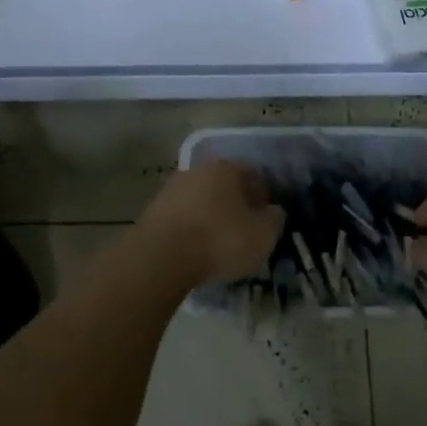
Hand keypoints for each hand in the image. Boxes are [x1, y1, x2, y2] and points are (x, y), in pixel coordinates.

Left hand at [135, 160, 284, 287]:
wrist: (160, 257)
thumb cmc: (219, 240)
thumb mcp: (262, 236)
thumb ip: (274, 220)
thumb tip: (273, 211)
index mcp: (226, 168)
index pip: (253, 175)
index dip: (263, 196)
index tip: (266, 218)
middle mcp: (198, 170)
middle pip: (224, 185)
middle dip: (235, 204)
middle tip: (243, 230)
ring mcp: (171, 188)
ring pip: (201, 200)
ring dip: (210, 216)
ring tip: (218, 243)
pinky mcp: (152, 210)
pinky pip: (182, 217)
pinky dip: (191, 228)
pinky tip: (195, 249)